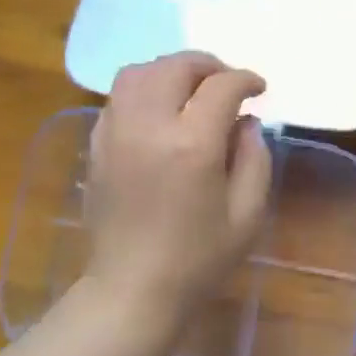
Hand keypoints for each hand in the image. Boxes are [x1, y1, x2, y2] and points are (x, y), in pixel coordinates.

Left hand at [83, 52, 272, 335]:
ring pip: (138, 73)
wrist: (133, 289)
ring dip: (169, 71)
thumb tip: (245, 122)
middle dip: (207, 65)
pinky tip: (160, 111)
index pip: (221, 87)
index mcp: (192, 145)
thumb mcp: (247, 214)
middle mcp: (149, 127)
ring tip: (190, 89)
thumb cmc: (199, 259)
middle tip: (226, 82)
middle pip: (174, 67)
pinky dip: (142, 89)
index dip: (245, 80)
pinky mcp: (97, 145)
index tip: (259, 89)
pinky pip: (117, 97)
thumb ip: (254, 158)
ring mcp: (116, 133)